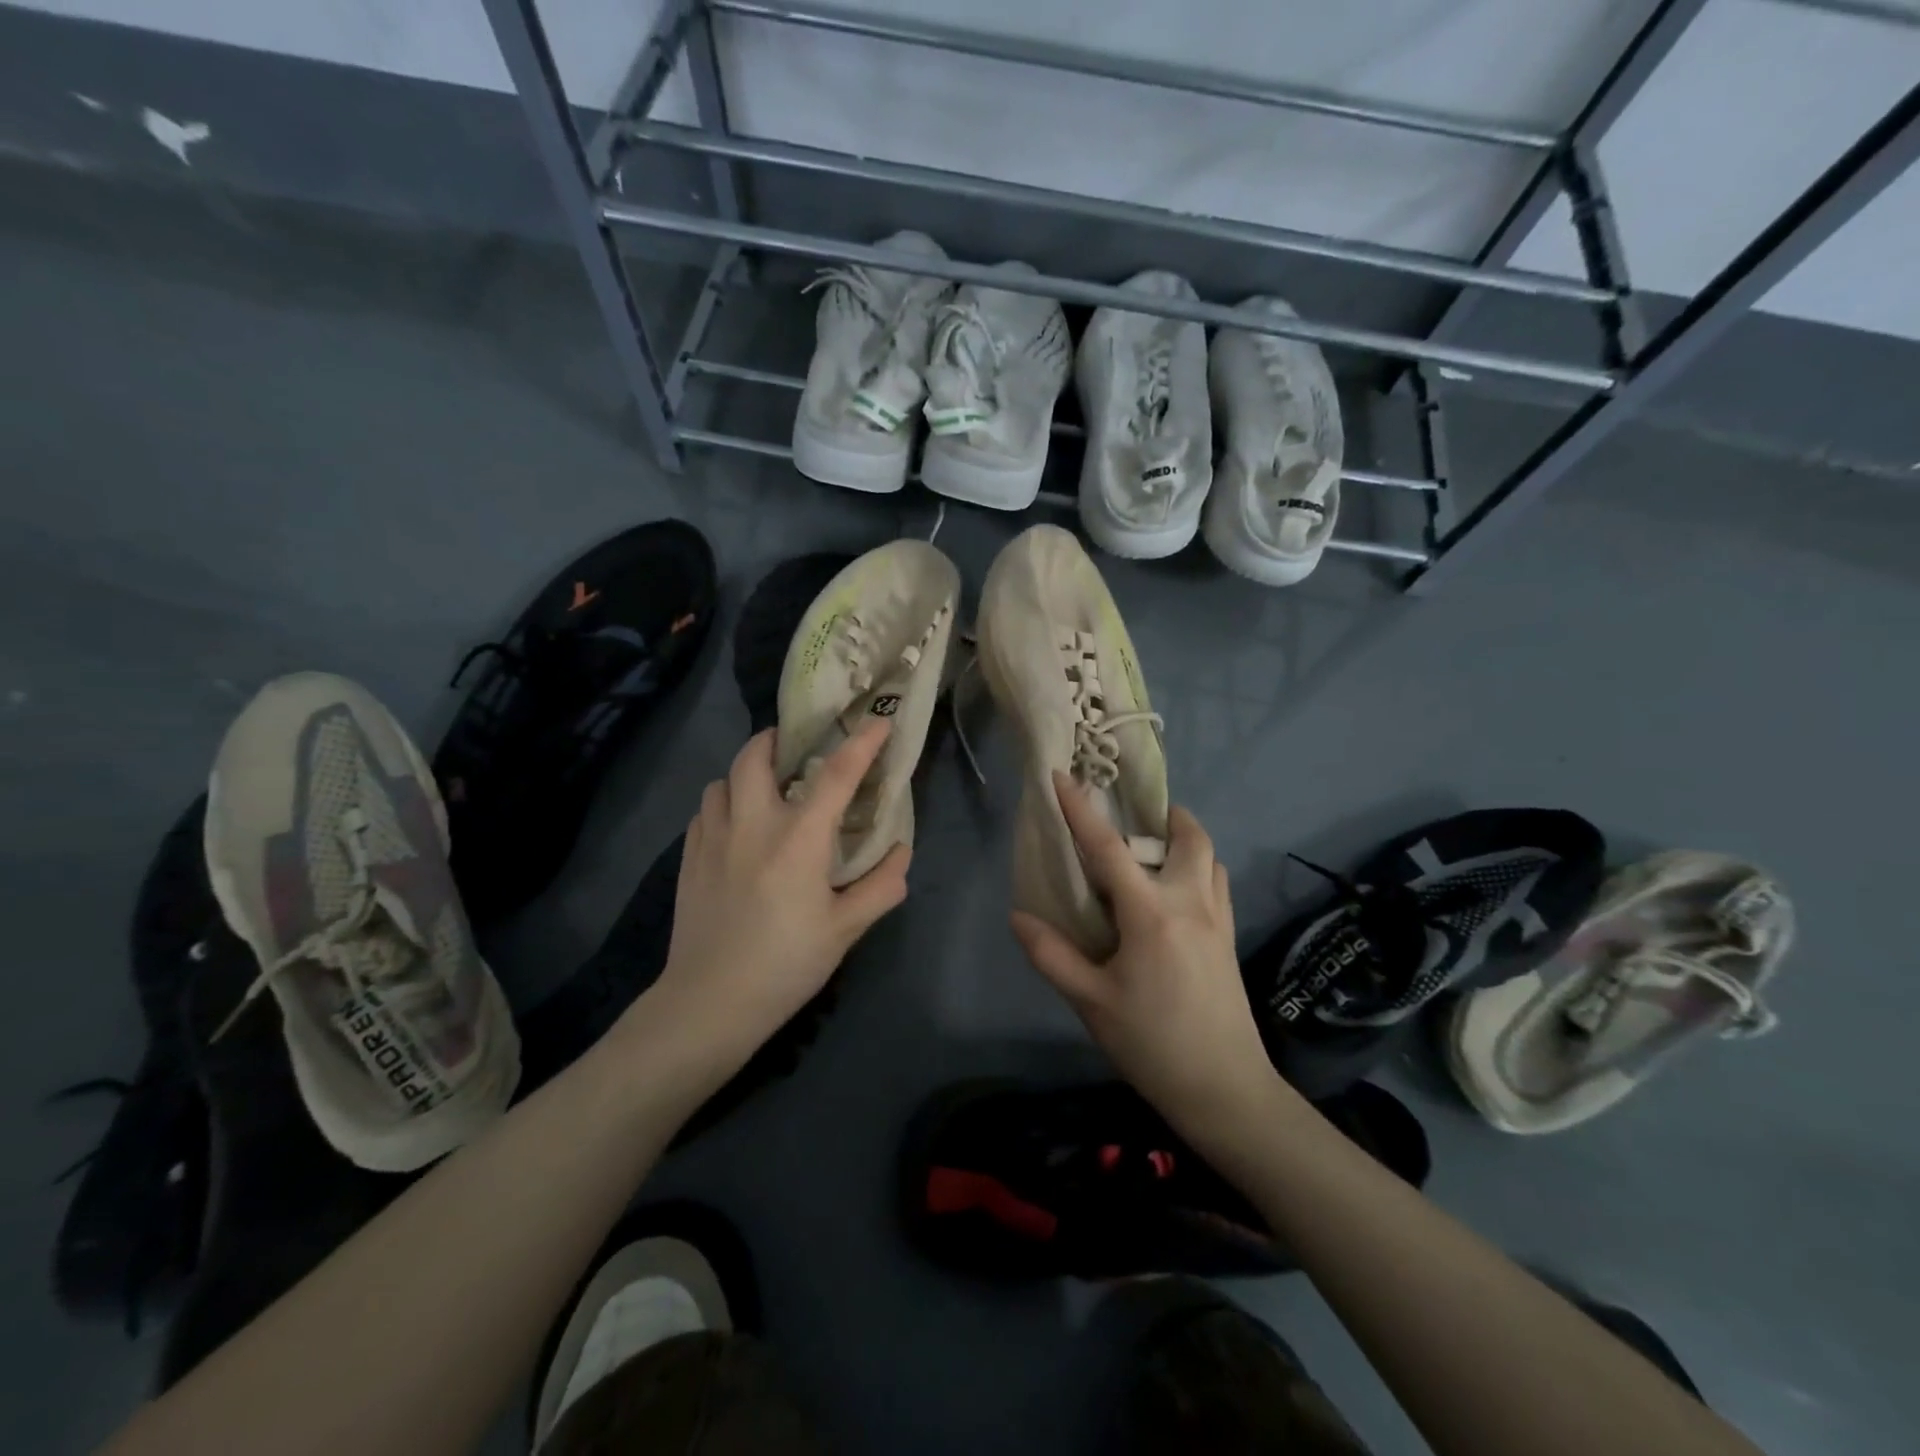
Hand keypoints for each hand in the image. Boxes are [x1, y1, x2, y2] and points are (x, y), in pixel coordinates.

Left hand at [650, 720, 909, 1064]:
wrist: (709, 1003)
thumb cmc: (785, 964)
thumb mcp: (845, 931)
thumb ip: (880, 887)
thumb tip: (900, 852)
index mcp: (798, 839)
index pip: (836, 775)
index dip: (862, 742)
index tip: (879, 721)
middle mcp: (752, 824)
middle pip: (755, 756)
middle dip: (776, 739)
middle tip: (795, 748)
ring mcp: (713, 838)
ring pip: (722, 780)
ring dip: (745, 774)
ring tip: (764, 790)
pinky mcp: (688, 858)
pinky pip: (705, 810)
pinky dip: (724, 803)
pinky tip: (736, 827)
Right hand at [1011, 773, 1279, 1138]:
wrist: (1225, 1089)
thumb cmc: (1152, 1044)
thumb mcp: (1091, 1002)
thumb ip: (1052, 955)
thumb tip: (1020, 917)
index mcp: (1150, 914)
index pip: (1109, 848)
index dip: (1081, 810)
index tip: (1062, 776)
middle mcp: (1189, 903)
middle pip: (1188, 838)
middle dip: (1165, 815)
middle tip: (1135, 816)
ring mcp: (1217, 919)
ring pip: (1210, 857)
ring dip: (1185, 840)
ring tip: (1155, 849)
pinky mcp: (1229, 938)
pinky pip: (1219, 884)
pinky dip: (1200, 868)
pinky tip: (1178, 892)